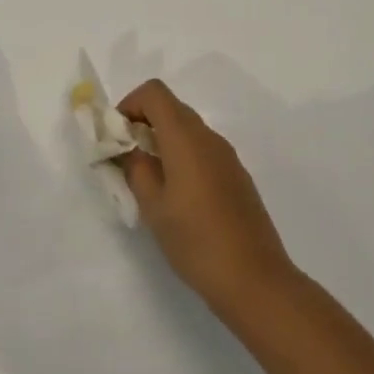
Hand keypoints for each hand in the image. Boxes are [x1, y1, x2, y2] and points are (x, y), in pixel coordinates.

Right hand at [118, 79, 296, 317]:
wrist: (256, 281)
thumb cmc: (196, 240)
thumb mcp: (153, 207)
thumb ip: (135, 169)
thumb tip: (128, 149)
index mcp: (185, 137)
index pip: (154, 92)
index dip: (130, 104)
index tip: (117, 136)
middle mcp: (208, 137)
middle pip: (171, 108)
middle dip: (143, 123)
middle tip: (127, 158)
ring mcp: (227, 156)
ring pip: (188, 130)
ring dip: (163, 141)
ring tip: (150, 182)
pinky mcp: (237, 176)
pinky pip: (203, 150)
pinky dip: (183, 157)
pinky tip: (179, 198)